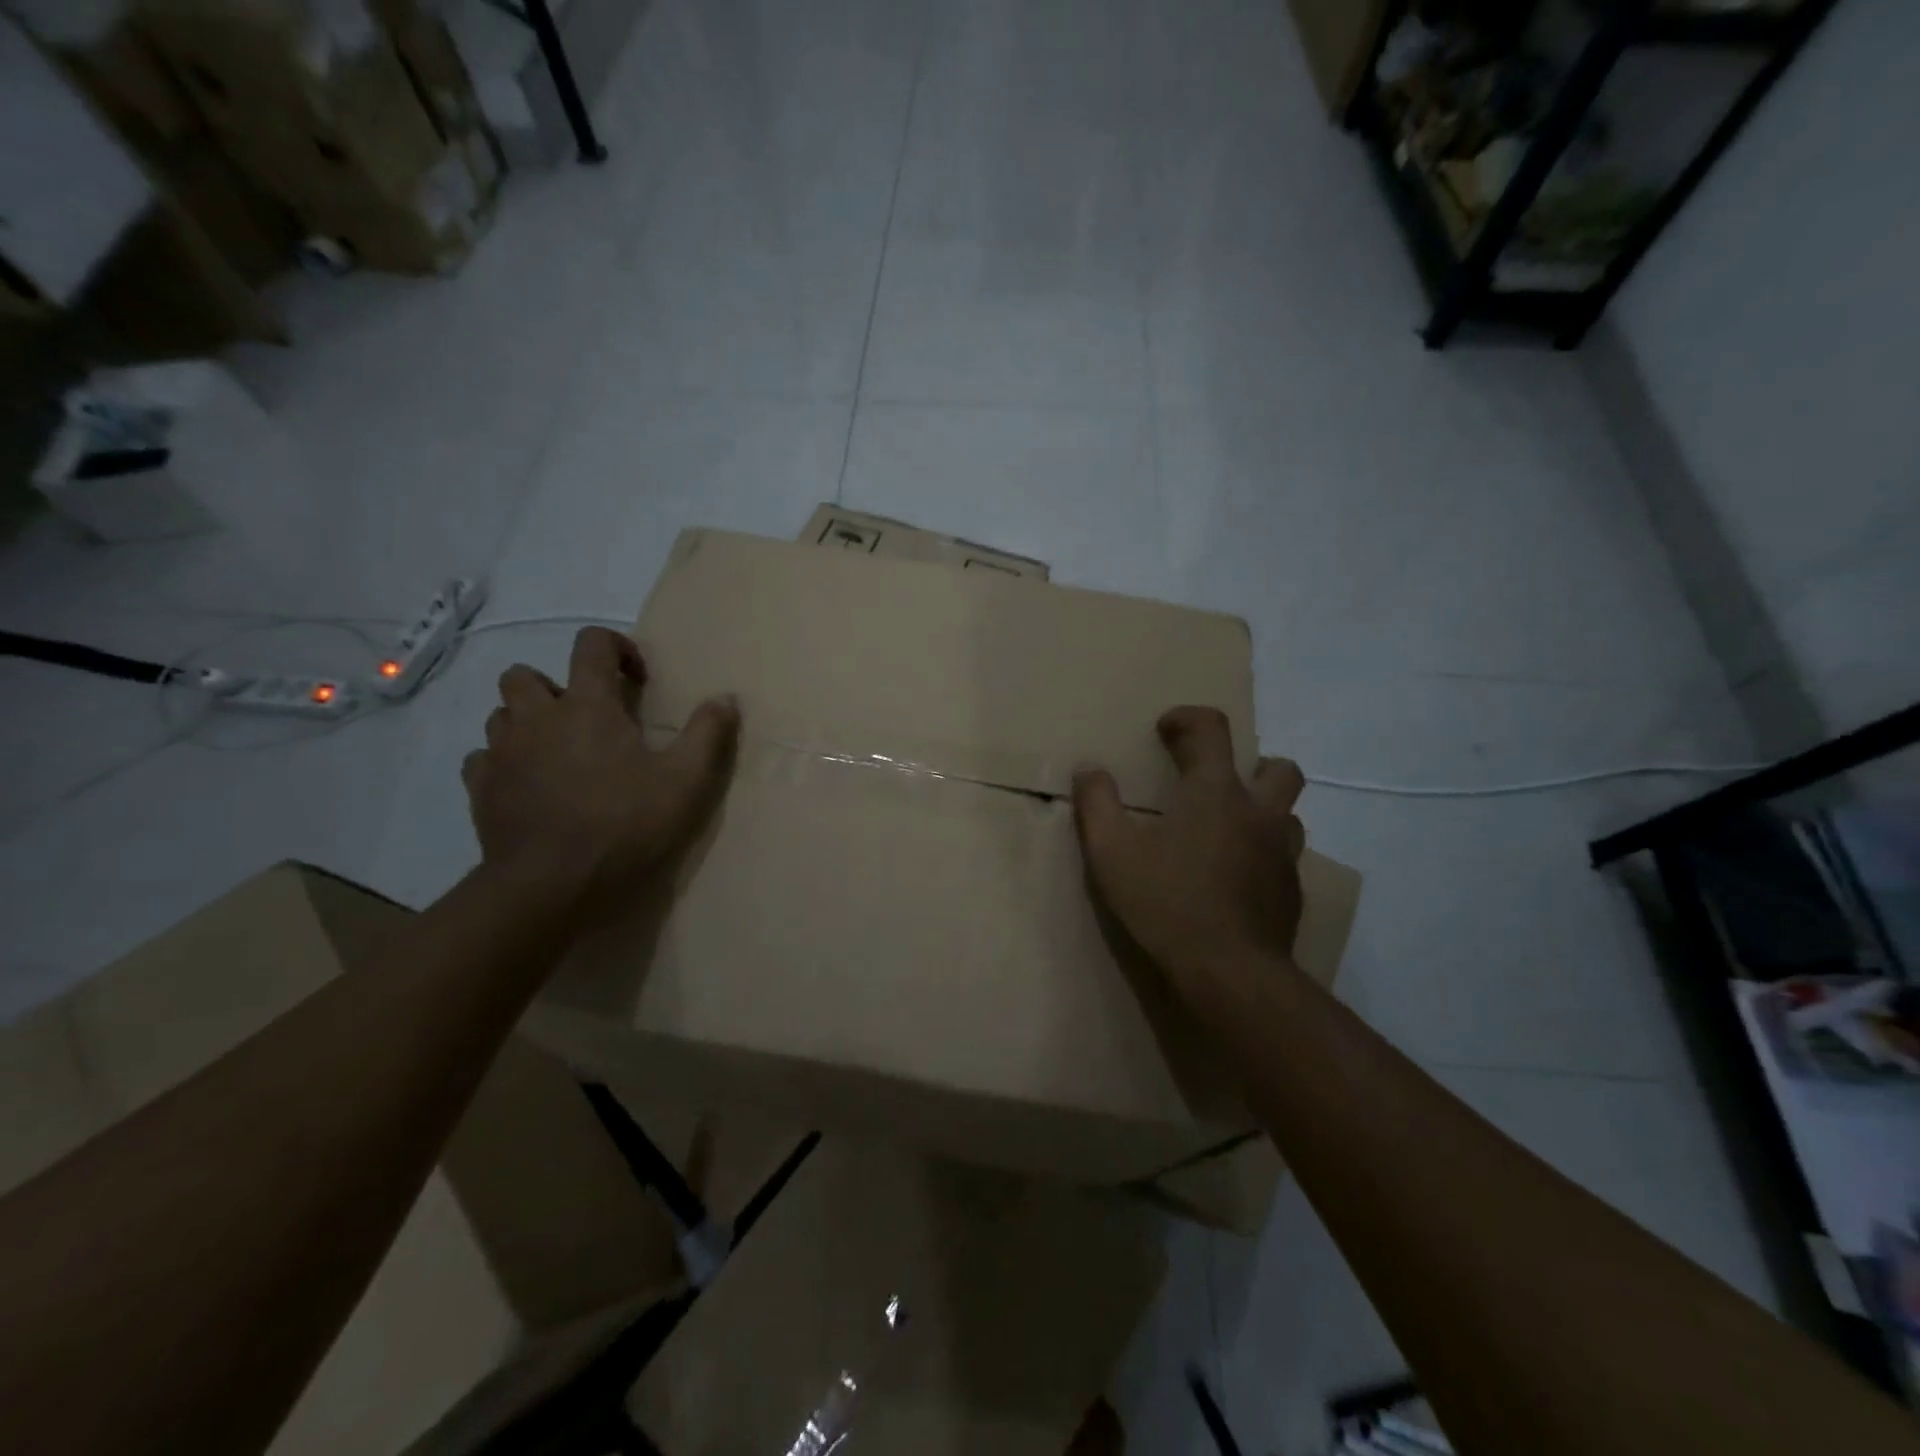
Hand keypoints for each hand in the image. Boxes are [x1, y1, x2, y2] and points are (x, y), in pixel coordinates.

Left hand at [462, 626, 739, 912]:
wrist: (550, 885)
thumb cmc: (624, 825)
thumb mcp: (686, 781)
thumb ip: (708, 733)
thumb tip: (727, 698)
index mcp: (587, 706)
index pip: (591, 644)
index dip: (616, 647)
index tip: (637, 679)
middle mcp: (536, 717)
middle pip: (523, 674)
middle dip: (553, 685)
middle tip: (584, 719)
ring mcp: (502, 753)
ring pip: (500, 714)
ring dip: (526, 722)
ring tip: (556, 751)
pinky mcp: (480, 790)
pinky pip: (483, 759)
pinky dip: (503, 762)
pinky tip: (528, 785)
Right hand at [1072, 707, 1305, 992]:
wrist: (1230, 973)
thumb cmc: (1167, 902)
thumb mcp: (1112, 852)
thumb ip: (1097, 803)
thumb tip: (1088, 769)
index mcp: (1216, 793)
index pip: (1212, 729)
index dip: (1188, 718)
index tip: (1165, 729)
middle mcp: (1259, 813)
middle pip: (1278, 768)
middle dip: (1250, 764)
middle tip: (1215, 784)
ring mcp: (1282, 853)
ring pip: (1287, 814)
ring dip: (1261, 810)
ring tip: (1226, 830)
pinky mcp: (1291, 892)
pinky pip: (1283, 856)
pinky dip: (1261, 853)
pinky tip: (1233, 878)